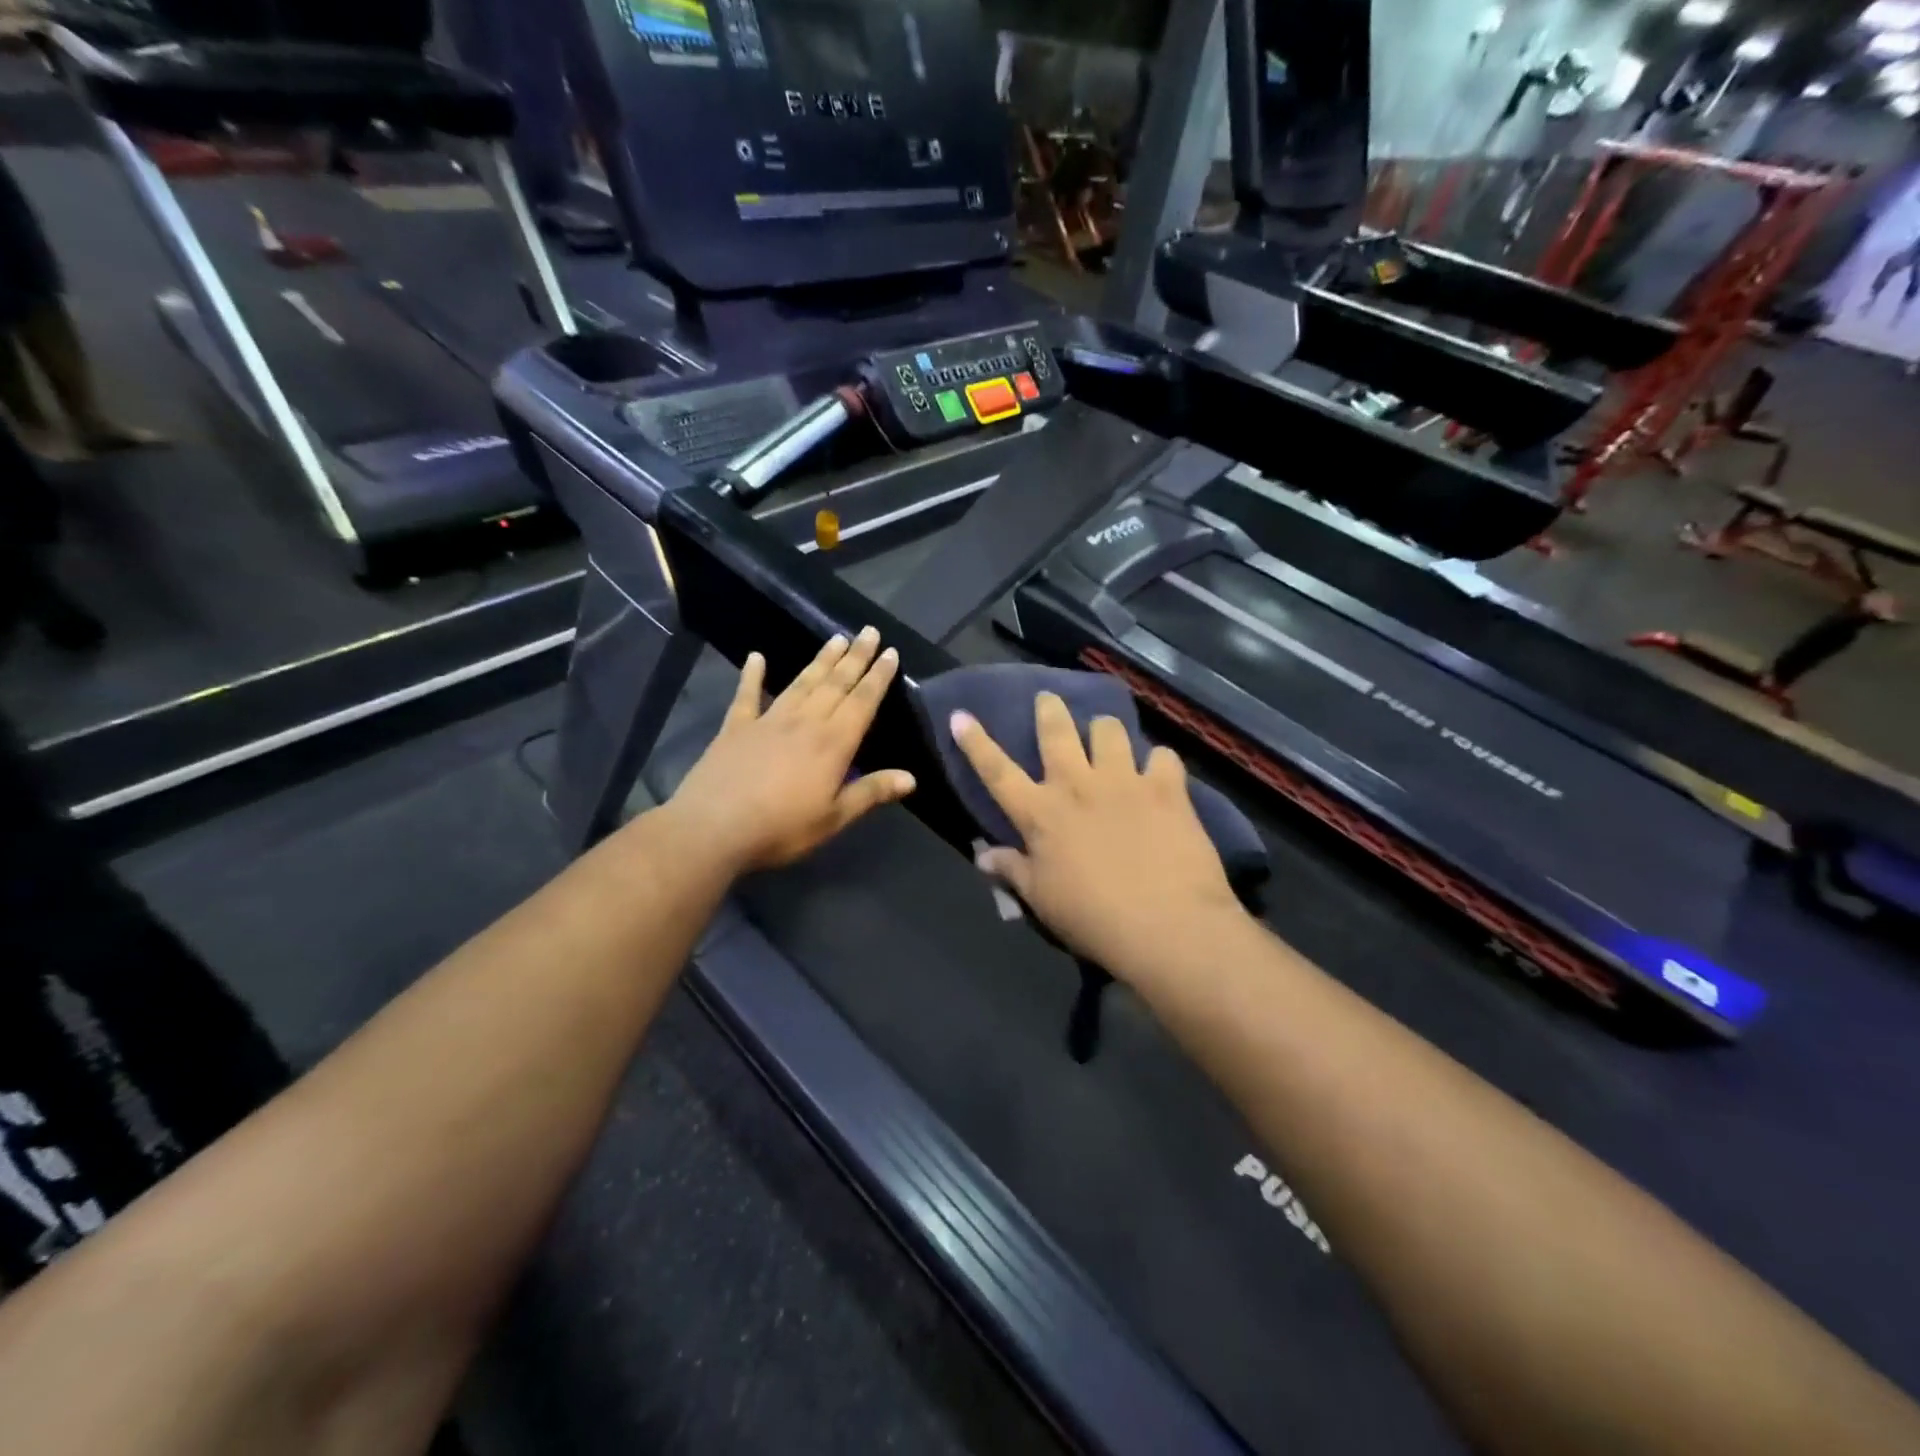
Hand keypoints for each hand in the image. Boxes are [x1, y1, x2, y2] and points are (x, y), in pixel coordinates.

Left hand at [666, 628, 916, 873]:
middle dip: (855, 657)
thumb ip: (870, 793)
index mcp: (833, 744)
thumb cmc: (780, 828)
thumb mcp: (833, 818)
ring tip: (836, 638)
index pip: (862, 702)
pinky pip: (746, 695)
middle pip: (835, 684)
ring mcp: (768, 721)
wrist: (713, 828)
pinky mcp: (736, 727)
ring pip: (801, 683)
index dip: (878, 677)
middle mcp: (805, 722)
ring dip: (821, 660)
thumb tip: (911, 778)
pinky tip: (756, 657)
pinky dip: (752, 675)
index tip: (891, 653)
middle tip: (868, 631)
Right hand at [952, 692, 1243, 978]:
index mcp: (1040, 813)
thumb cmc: (1092, 918)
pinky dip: (1158, 762)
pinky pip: (1162, 756)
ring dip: (1103, 729)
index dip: (976, 742)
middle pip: (1056, 732)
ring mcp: (1123, 781)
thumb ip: (1012, 870)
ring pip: (1109, 730)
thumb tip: (982, 854)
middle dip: (1048, 709)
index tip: (961, 714)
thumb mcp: (1041, 900)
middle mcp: (1077, 785)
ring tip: (1106, 734)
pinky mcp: (1166, 788)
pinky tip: (1159, 772)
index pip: (997, 771)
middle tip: (1048, 698)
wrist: (1166, 925)